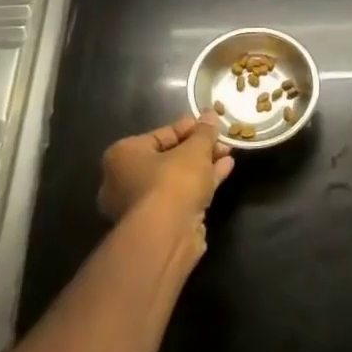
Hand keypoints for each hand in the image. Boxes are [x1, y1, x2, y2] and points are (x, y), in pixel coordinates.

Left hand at [97, 115, 233, 232]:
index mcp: (123, 156)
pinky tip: (225, 170)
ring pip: (176, 178)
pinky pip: (182, 195)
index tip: (211, 124)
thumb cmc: (172, 181)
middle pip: (168, 157)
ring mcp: (141, 205)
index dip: (189, 127)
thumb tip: (211, 115)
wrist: (167, 236)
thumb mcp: (195, 149)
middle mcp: (124, 180)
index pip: (160, 135)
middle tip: (221, 141)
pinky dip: (201, 183)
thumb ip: (204, 132)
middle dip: (198, 149)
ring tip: (228, 153)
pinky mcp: (159, 224)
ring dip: (203, 166)